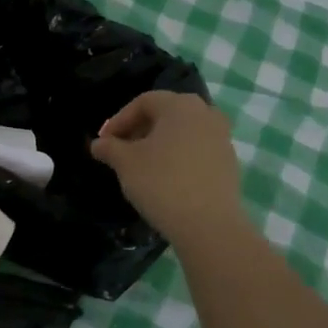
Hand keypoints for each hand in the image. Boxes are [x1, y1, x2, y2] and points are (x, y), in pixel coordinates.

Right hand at [90, 91, 245, 245]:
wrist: (209, 224)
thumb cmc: (161, 182)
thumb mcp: (125, 163)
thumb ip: (109, 148)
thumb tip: (98, 144)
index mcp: (180, 105)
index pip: (143, 102)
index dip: (118, 120)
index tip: (104, 143)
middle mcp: (206, 113)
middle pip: (165, 115)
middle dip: (139, 130)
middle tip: (120, 152)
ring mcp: (222, 138)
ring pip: (182, 133)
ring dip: (159, 144)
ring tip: (142, 166)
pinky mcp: (229, 162)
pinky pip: (197, 151)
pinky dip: (178, 158)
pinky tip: (166, 179)